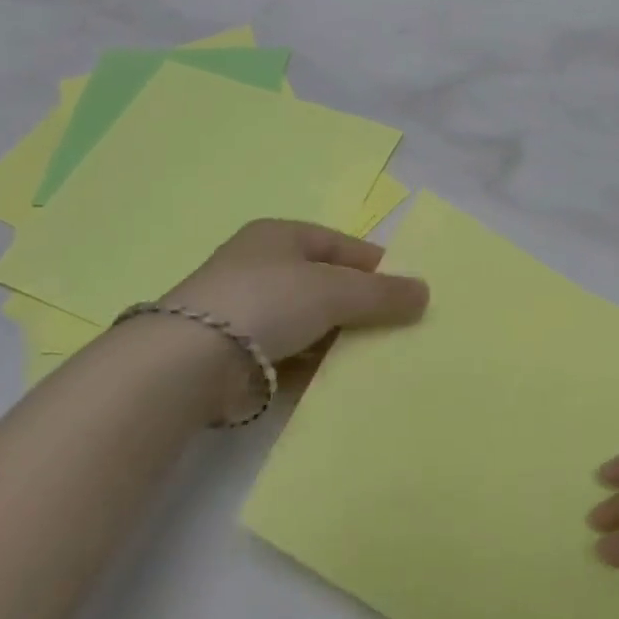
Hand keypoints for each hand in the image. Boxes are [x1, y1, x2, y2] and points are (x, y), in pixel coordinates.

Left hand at [160, 219, 429, 371]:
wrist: (193, 360)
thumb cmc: (268, 301)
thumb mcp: (333, 289)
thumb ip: (380, 293)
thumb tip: (425, 292)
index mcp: (280, 236)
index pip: (339, 244)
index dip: (375, 265)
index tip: (408, 291)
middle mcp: (262, 267)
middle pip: (325, 284)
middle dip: (360, 307)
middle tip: (399, 331)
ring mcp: (248, 312)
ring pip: (310, 323)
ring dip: (339, 340)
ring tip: (378, 360)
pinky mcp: (240, 355)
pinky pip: (292, 356)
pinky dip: (315, 366)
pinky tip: (342, 382)